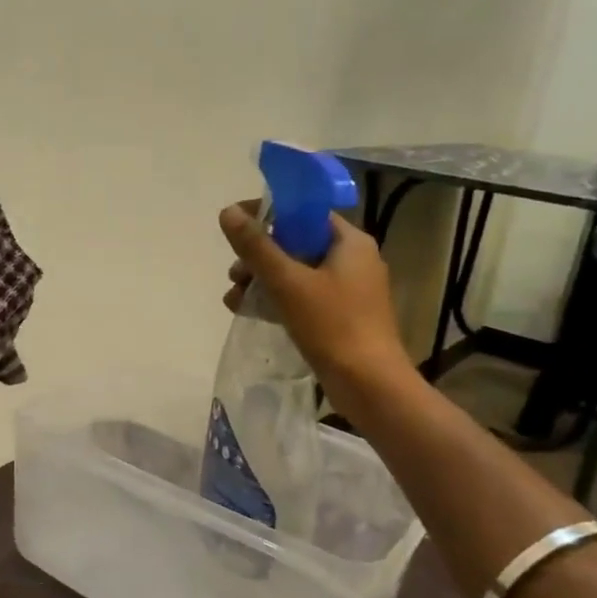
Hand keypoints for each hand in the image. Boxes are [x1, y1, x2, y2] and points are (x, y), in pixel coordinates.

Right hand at [219, 200, 412, 390]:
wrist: (368, 385)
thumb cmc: (332, 325)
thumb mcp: (287, 282)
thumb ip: (256, 246)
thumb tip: (228, 212)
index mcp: (350, 242)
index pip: (305, 212)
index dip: (268, 214)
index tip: (237, 225)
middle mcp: (353, 260)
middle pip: (296, 243)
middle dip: (259, 256)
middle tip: (234, 273)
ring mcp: (348, 290)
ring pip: (296, 272)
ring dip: (261, 280)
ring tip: (234, 298)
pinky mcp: (340, 317)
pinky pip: (302, 296)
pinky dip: (276, 299)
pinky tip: (248, 312)